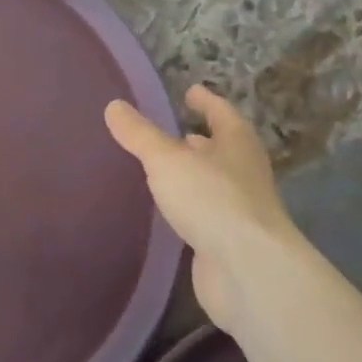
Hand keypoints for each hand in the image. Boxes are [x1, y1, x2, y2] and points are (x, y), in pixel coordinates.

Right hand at [105, 83, 296, 329]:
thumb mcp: (167, 159)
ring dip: (195, 174)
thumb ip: (140, 135)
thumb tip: (114, 106)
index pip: (221, 112)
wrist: (248, 271)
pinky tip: (170, 209)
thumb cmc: (211, 199)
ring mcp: (241, 210)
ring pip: (214, 183)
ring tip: (166, 168)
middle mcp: (244, 172)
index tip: (191, 91)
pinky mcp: (230, 242)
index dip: (206, 100)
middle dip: (201, 140)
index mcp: (237, 143)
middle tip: (175, 132)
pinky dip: (191, 206)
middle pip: (223, 148)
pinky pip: (207, 214)